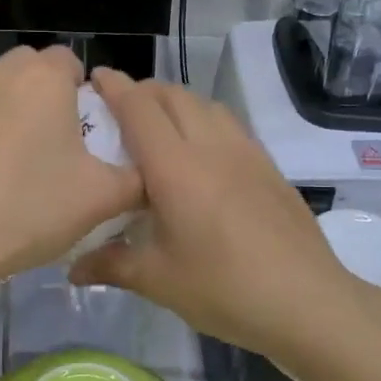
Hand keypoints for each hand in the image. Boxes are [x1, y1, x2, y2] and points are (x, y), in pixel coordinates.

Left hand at [0, 46, 142, 290]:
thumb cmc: (30, 209)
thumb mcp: (102, 199)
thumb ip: (136, 177)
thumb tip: (147, 172)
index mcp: (43, 79)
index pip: (69, 60)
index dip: (80, 90)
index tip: (82, 129)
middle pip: (27, 69)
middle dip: (40, 95)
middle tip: (49, 144)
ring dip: (1, 110)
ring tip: (6, 160)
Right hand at [69, 70, 369, 368]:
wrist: (307, 301)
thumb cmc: (224, 289)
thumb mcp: (158, 281)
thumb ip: (110, 264)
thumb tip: (72, 268)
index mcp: (175, 167)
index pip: (139, 108)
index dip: (114, 87)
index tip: (94, 79)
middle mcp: (210, 146)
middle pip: (172, 95)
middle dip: (142, 92)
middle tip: (119, 112)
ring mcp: (245, 152)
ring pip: (203, 104)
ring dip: (175, 102)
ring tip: (158, 128)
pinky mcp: (268, 165)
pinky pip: (227, 123)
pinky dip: (203, 119)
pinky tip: (201, 153)